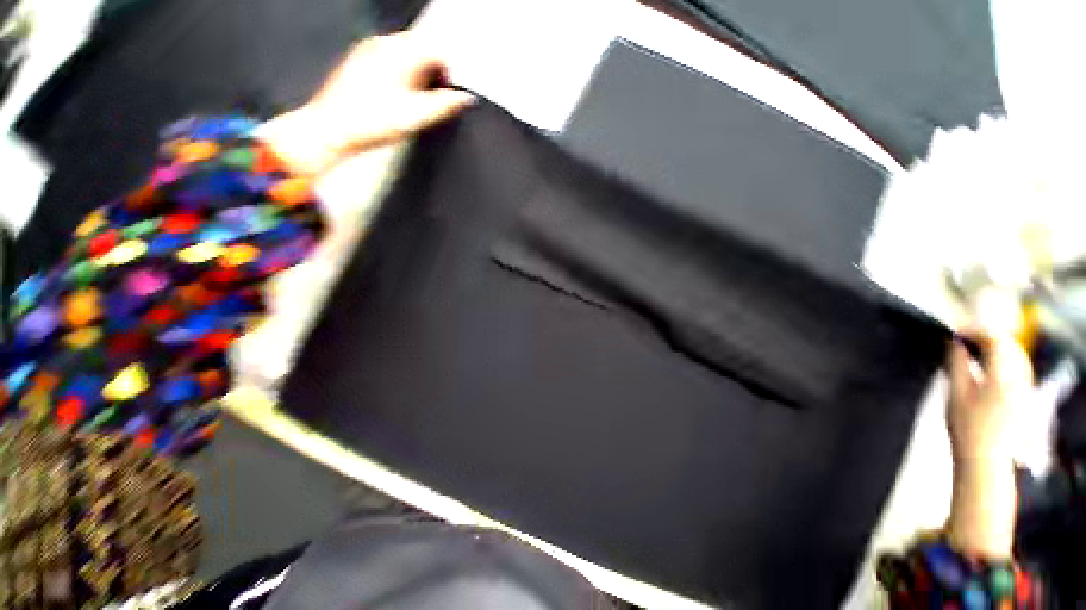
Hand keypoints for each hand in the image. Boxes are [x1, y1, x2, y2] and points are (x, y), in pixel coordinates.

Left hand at [261, 31, 474, 173]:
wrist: (332, 129)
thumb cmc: (369, 123)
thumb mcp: (415, 117)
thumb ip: (444, 106)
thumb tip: (465, 99)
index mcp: (399, 54)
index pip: (437, 49)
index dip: (451, 69)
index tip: (455, 88)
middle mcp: (383, 45)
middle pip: (422, 48)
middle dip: (435, 71)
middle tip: (439, 98)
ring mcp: (369, 50)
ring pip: (406, 53)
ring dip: (419, 73)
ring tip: (418, 101)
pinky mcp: (360, 61)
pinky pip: (391, 59)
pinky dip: (403, 74)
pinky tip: (400, 97)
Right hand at [945, 330, 1033, 557]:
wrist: (986, 458)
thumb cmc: (966, 427)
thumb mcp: (955, 393)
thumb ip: (957, 364)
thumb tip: (954, 343)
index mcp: (1003, 376)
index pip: (995, 340)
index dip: (975, 331)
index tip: (956, 332)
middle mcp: (1020, 378)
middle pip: (1009, 345)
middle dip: (986, 337)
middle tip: (963, 339)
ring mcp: (1026, 386)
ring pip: (1016, 354)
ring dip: (996, 347)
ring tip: (974, 349)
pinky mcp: (1026, 394)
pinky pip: (1019, 366)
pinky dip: (1004, 358)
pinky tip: (989, 364)